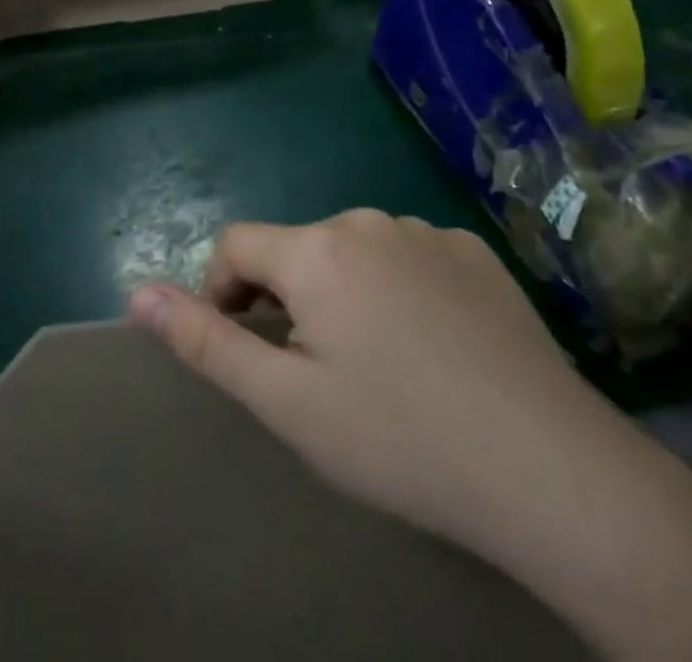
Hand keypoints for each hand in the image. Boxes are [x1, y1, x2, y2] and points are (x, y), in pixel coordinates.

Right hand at [128, 211, 623, 555]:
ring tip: (379, 367)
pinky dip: (398, 290)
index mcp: (315, 250)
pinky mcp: (474, 251)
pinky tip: (434, 348)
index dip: (223, 294)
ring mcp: (426, 230)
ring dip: (343, 294)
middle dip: (288, 301)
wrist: (553, 471)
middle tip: (319, 377)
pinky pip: (409, 257)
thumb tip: (137, 292)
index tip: (248, 352)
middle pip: (296, 250)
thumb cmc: (399, 439)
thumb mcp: (286, 404)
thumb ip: (205, 340)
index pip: (235, 246)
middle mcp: (365, 220)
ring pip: (353, 253)